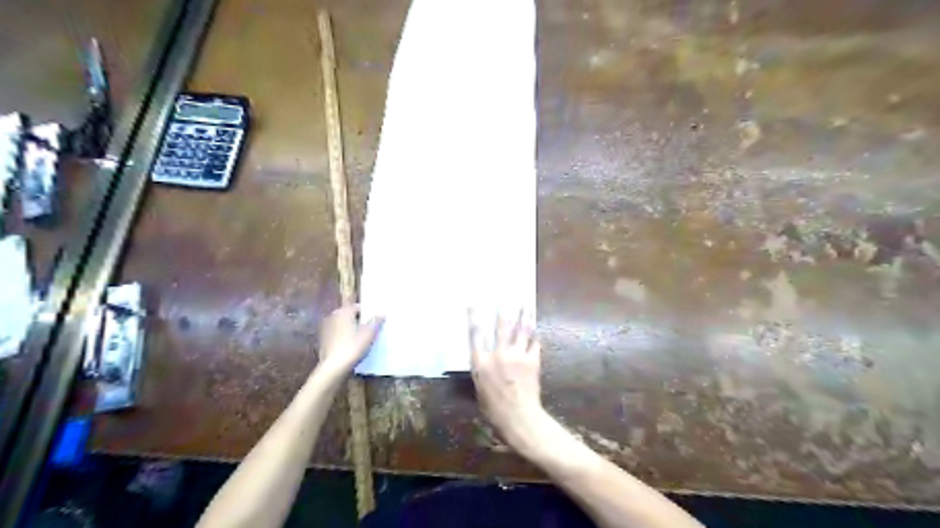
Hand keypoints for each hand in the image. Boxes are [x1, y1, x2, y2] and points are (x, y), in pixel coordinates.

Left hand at [318, 308, 382, 377]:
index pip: (358, 307)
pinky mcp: (324, 340)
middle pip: (350, 315)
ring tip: (363, 338)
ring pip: (344, 325)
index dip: (369, 313)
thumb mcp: (369, 334)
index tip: (377, 320)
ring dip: (352, 329)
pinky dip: (345, 336)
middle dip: (360, 321)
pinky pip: (338, 334)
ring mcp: (326, 328)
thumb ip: (376, 322)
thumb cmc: (353, 347)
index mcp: (343, 312)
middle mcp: (332, 317)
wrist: (333, 368)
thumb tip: (380, 315)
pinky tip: (352, 345)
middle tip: (372, 329)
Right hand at [468, 311, 546, 450]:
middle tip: (507, 296)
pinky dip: (535, 334)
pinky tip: (535, 328)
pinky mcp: (532, 360)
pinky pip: (534, 343)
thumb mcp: (480, 389)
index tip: (473, 304)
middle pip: (501, 326)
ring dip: (523, 316)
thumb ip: (482, 371)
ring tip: (525, 304)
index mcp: (481, 363)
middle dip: (504, 310)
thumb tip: (483, 359)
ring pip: (521, 330)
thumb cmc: (494, 409)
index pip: (476, 335)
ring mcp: (517, 356)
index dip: (474, 318)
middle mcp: (498, 354)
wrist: (519, 417)